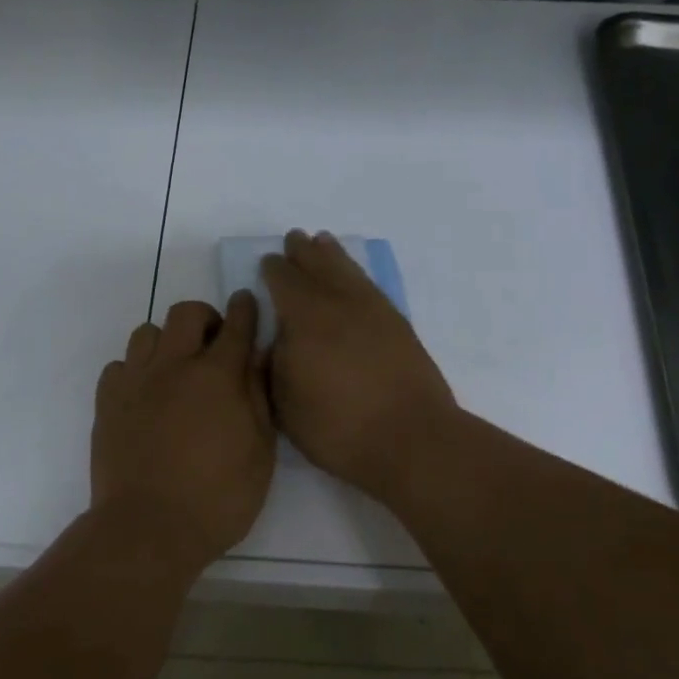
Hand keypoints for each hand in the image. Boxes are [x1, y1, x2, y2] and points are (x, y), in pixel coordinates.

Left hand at [90, 291, 275, 573]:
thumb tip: (258, 355)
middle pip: (186, 313)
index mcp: (217, 376)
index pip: (236, 325)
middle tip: (213, 344)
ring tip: (176, 369)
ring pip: (148, 332)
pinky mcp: (107, 402)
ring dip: (167, 341)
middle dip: (205, 318)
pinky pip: (119, 365)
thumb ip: (259, 396)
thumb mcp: (259, 452)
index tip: (246, 301)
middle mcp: (174, 366)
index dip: (245, 309)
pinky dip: (135, 370)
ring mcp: (135, 381)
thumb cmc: (218, 498)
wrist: (147, 529)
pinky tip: (145, 395)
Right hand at [262, 230, 456, 498]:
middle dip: (302, 252)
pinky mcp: (398, 324)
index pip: (283, 280)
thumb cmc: (337, 426)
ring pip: (348, 270)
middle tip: (294, 239)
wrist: (410, 439)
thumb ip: (272, 364)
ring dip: (332, 255)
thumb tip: (273, 339)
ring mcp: (373, 310)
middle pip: (318, 265)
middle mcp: (339, 302)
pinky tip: (354, 278)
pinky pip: (370, 285)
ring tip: (323, 242)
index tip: (268, 263)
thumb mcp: (284, 403)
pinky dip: (357, 274)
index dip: (273, 269)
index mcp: (304, 316)